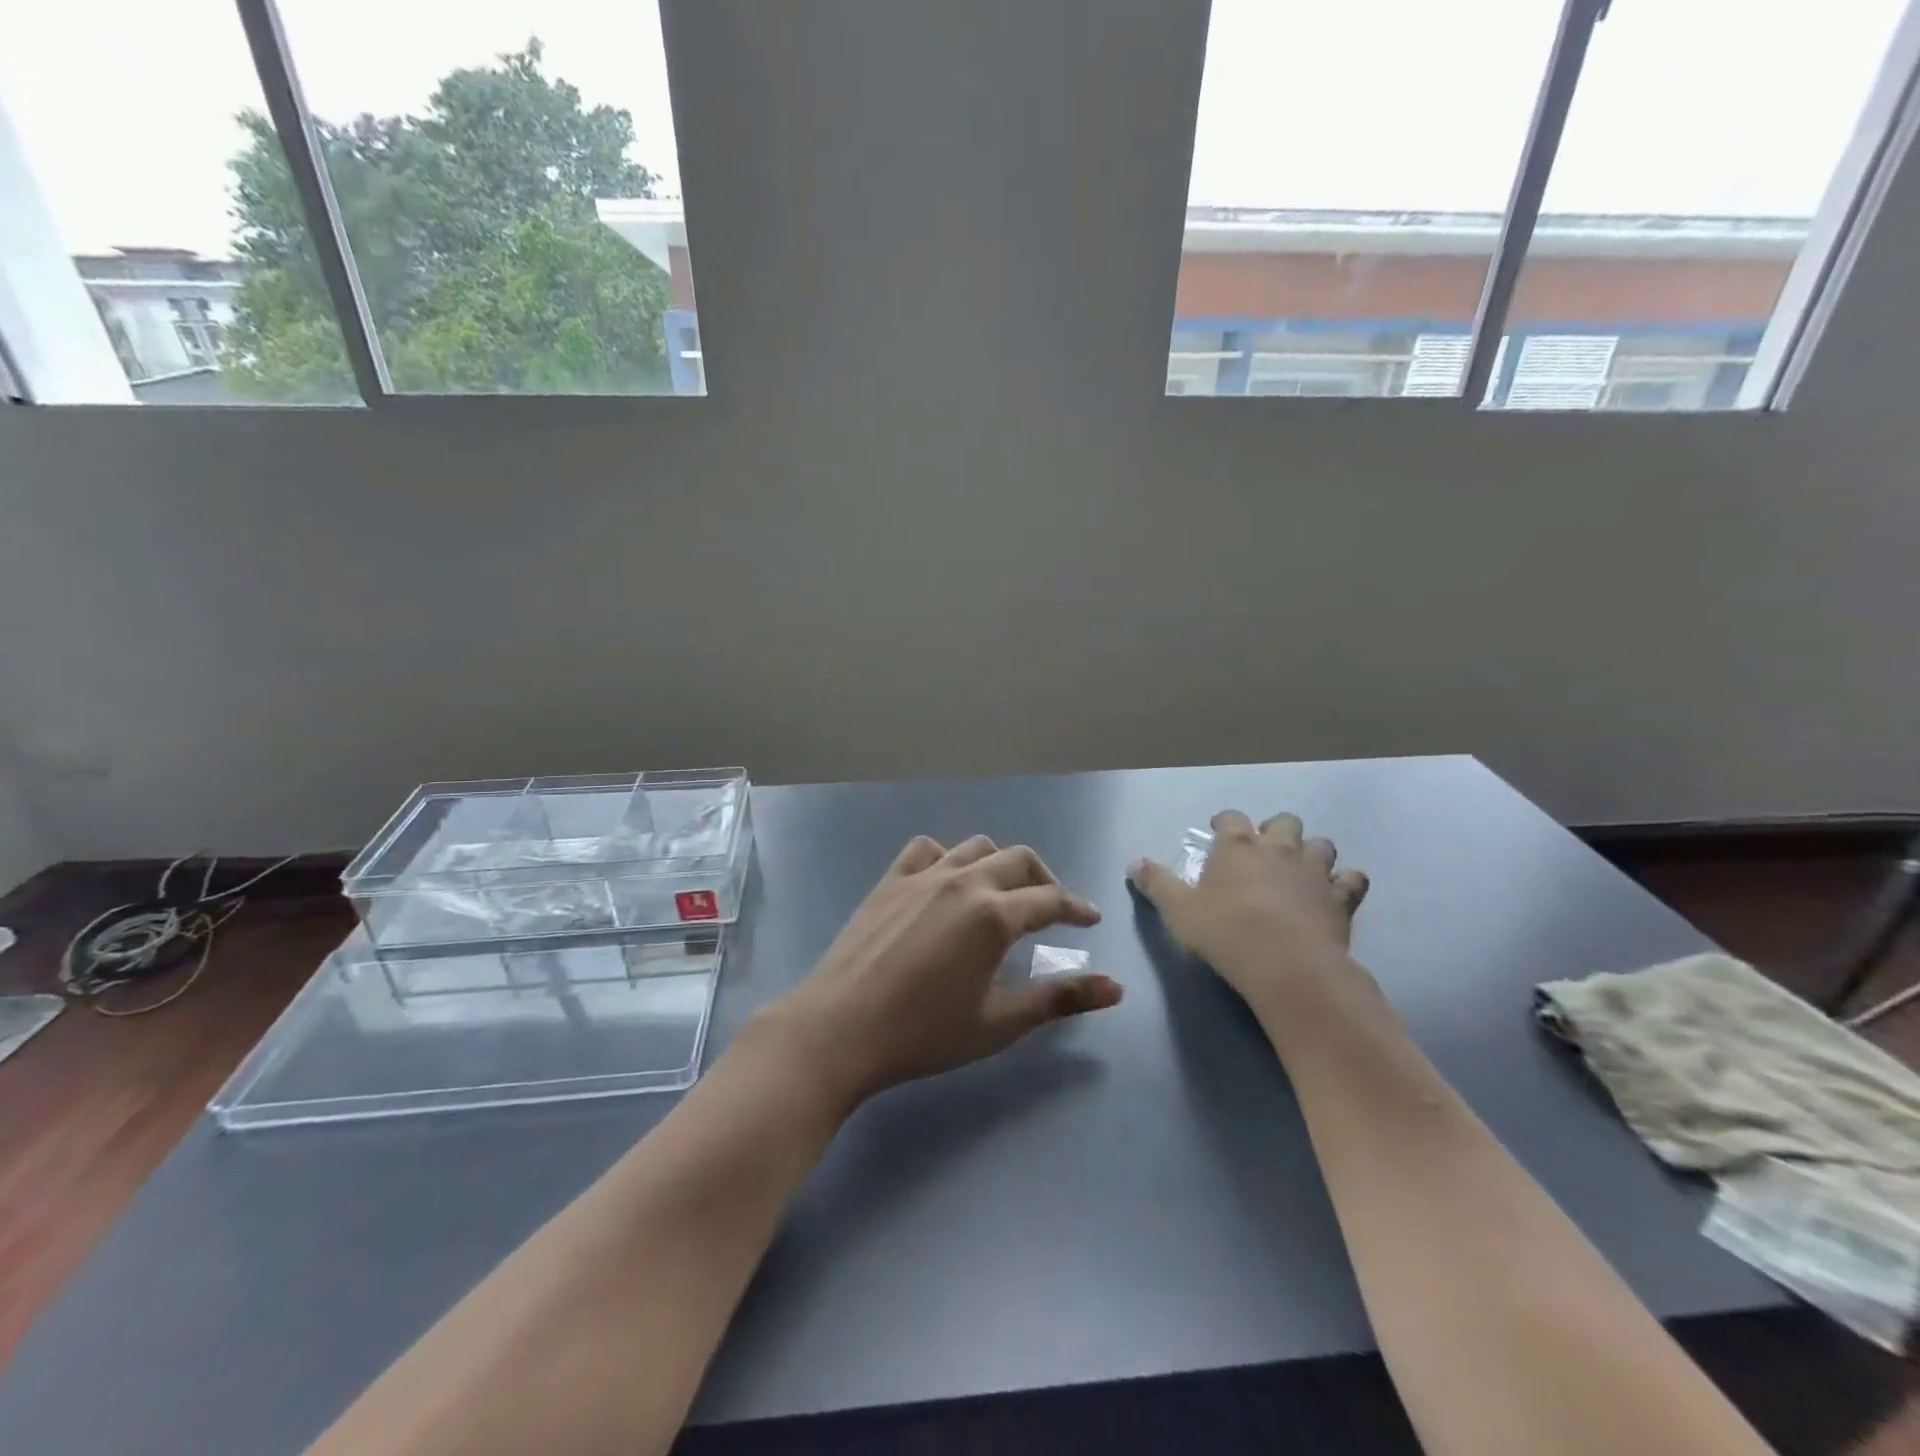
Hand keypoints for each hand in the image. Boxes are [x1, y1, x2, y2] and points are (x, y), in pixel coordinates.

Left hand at [753, 835, 1123, 1110]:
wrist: (839, 1028)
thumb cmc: (923, 1033)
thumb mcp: (999, 1023)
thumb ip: (1059, 998)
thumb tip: (1116, 988)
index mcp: (993, 915)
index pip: (1050, 899)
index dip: (1077, 908)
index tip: (1090, 919)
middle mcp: (963, 881)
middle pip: (1018, 860)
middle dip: (1044, 879)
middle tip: (1053, 906)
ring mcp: (923, 876)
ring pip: (976, 846)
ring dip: (1000, 862)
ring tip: (1004, 890)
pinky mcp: (890, 880)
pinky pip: (926, 849)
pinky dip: (947, 856)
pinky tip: (947, 880)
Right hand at [1127, 810, 1369, 1007]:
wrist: (1287, 965)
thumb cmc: (1225, 932)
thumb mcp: (1178, 910)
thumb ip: (1157, 884)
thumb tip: (1135, 862)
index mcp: (1237, 845)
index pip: (1231, 818)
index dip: (1224, 823)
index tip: (1217, 832)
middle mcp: (1279, 848)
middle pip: (1284, 821)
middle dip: (1275, 830)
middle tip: (1264, 850)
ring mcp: (1315, 870)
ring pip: (1321, 844)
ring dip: (1312, 851)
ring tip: (1301, 868)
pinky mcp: (1342, 898)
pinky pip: (1353, 879)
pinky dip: (1346, 882)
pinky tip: (1337, 892)